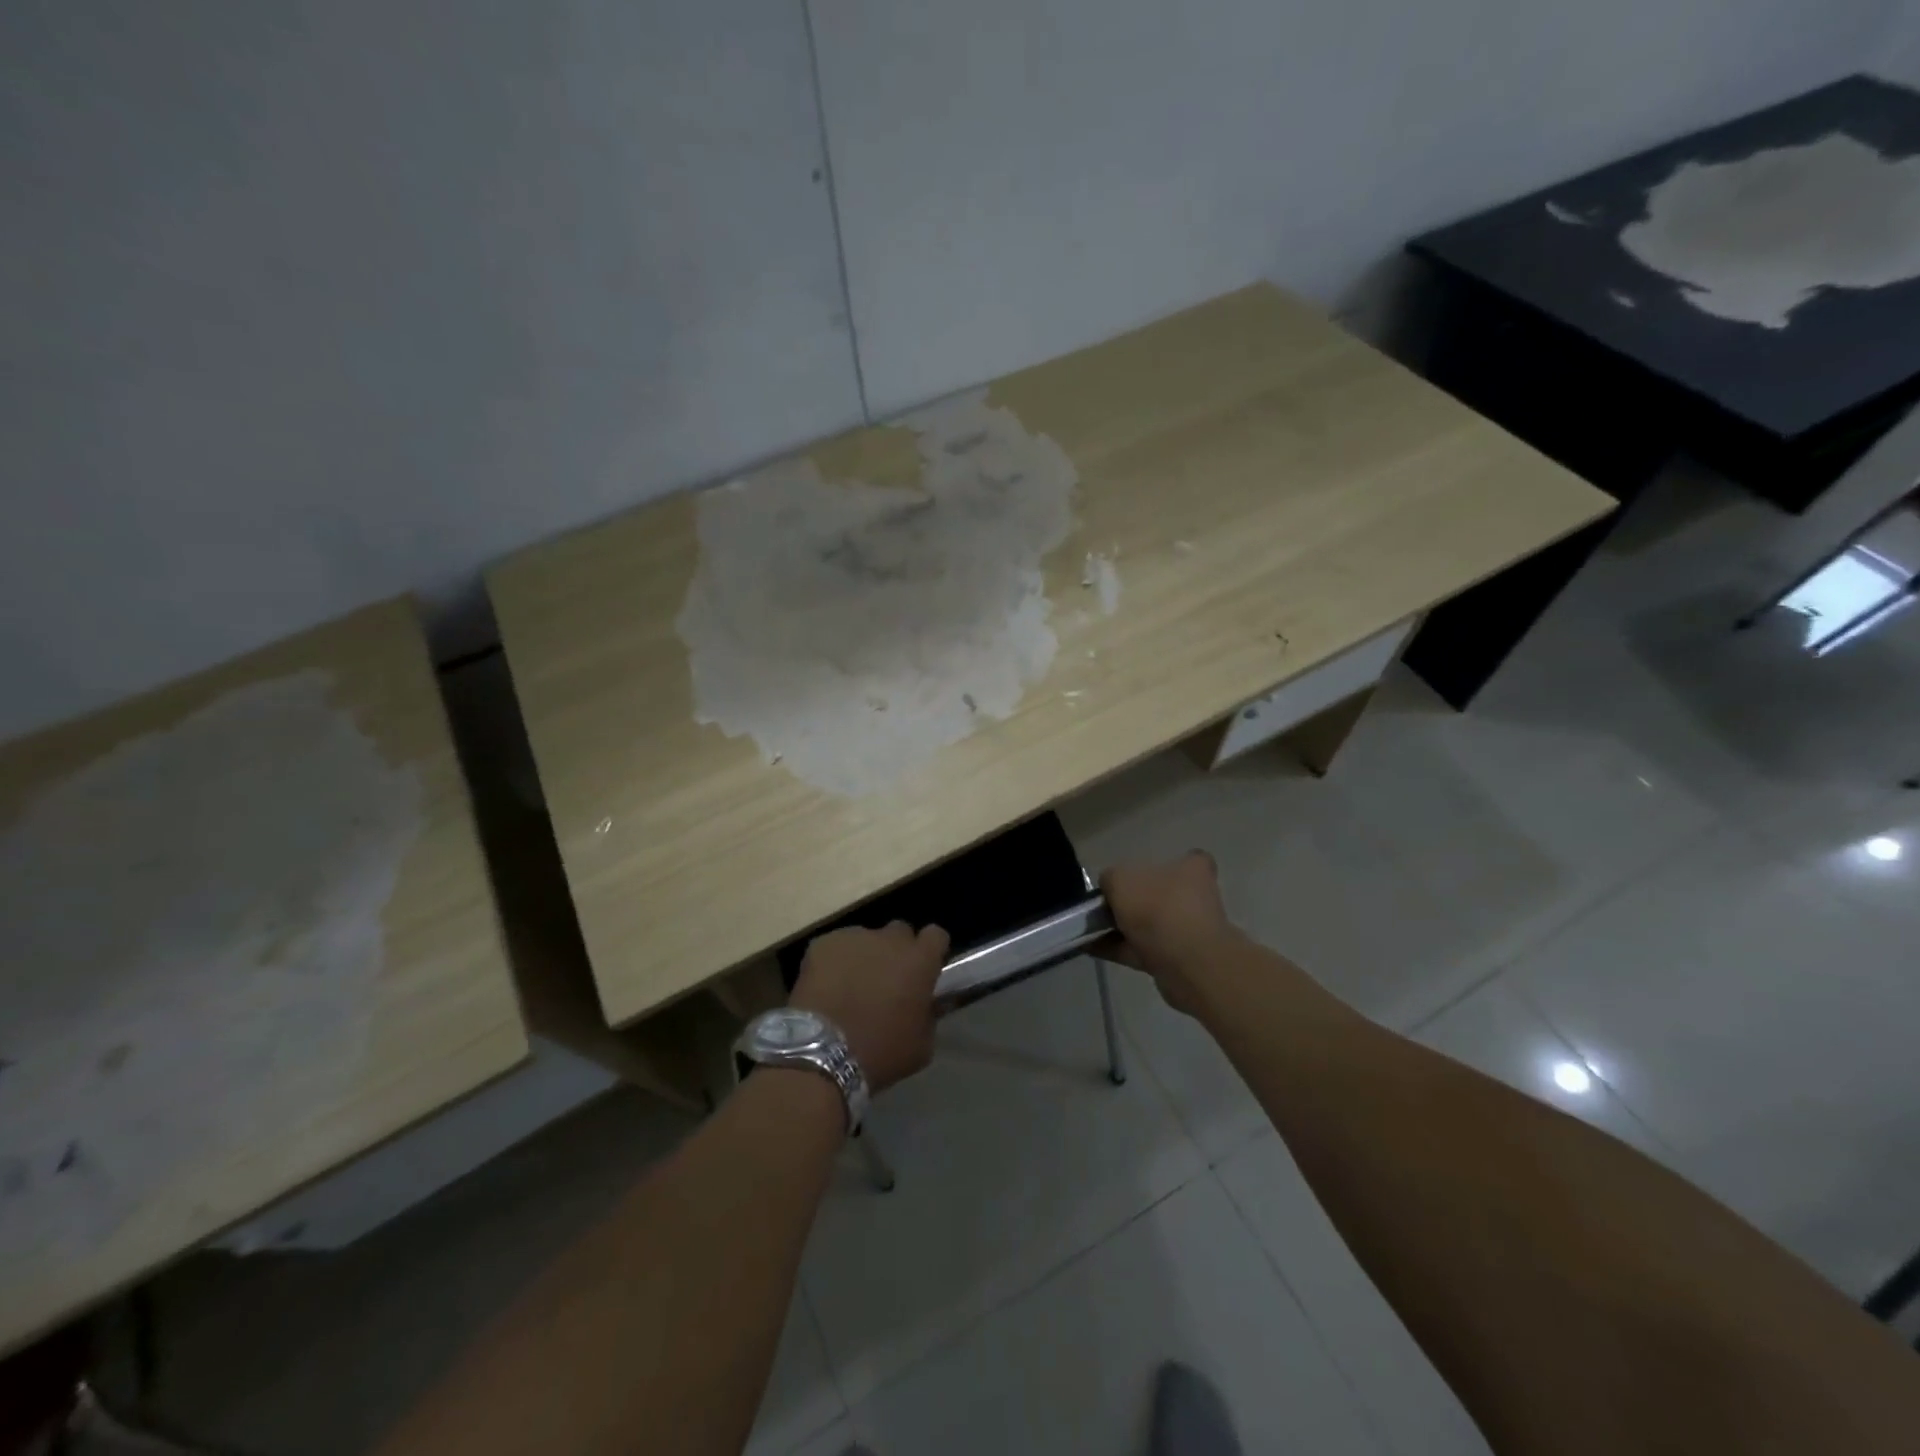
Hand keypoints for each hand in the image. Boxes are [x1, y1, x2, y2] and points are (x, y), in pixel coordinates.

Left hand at [790, 921, 949, 1092]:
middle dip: (897, 950)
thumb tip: (925, 1005)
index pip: (936, 935)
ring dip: (865, 956)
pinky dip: (834, 962)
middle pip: (900, 932)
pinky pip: (835, 947)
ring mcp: (854, 937)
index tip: (926, 968)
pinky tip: (827, 987)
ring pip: (865, 939)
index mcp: (920, 960)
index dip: (931, 950)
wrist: (822, 1054)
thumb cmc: (880, 1053)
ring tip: (851, 985)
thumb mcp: (922, 1045)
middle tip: (888, 979)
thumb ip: (929, 1014)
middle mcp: (890, 939)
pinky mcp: (822, 944)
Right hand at [1100, 853, 1240, 1013]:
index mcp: (1191, 869)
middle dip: (1134, 901)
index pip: (1186, 860)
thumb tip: (1109, 886)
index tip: (1135, 876)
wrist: (1186, 963)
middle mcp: (1196, 898)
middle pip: (1161, 895)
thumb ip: (1110, 879)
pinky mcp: (1177, 960)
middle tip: (1105, 906)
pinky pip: (1142, 950)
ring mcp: (1188, 931)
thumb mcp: (1120, 880)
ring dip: (1123, 928)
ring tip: (1090, 929)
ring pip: (1150, 925)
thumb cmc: (1157, 908)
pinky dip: (1119, 949)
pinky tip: (1092, 948)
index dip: (1162, 865)